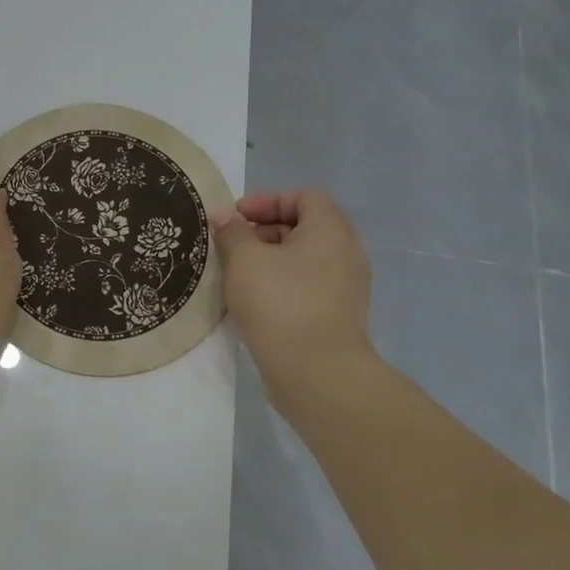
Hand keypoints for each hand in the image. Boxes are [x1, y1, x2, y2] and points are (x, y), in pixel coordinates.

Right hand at [212, 188, 373, 398]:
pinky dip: (280, 282)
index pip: (304, 196)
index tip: (236, 217)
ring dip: (269, 258)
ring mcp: (345, 287)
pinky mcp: (337, 315)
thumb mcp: (244, 259)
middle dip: (264, 229)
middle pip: (305, 225)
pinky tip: (253, 299)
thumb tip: (223, 218)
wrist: (317, 373)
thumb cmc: (280, 303)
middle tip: (233, 243)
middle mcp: (346, 253)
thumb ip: (231, 232)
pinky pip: (307, 284)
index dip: (267, 199)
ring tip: (238, 273)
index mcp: (330, 231)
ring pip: (304, 258)